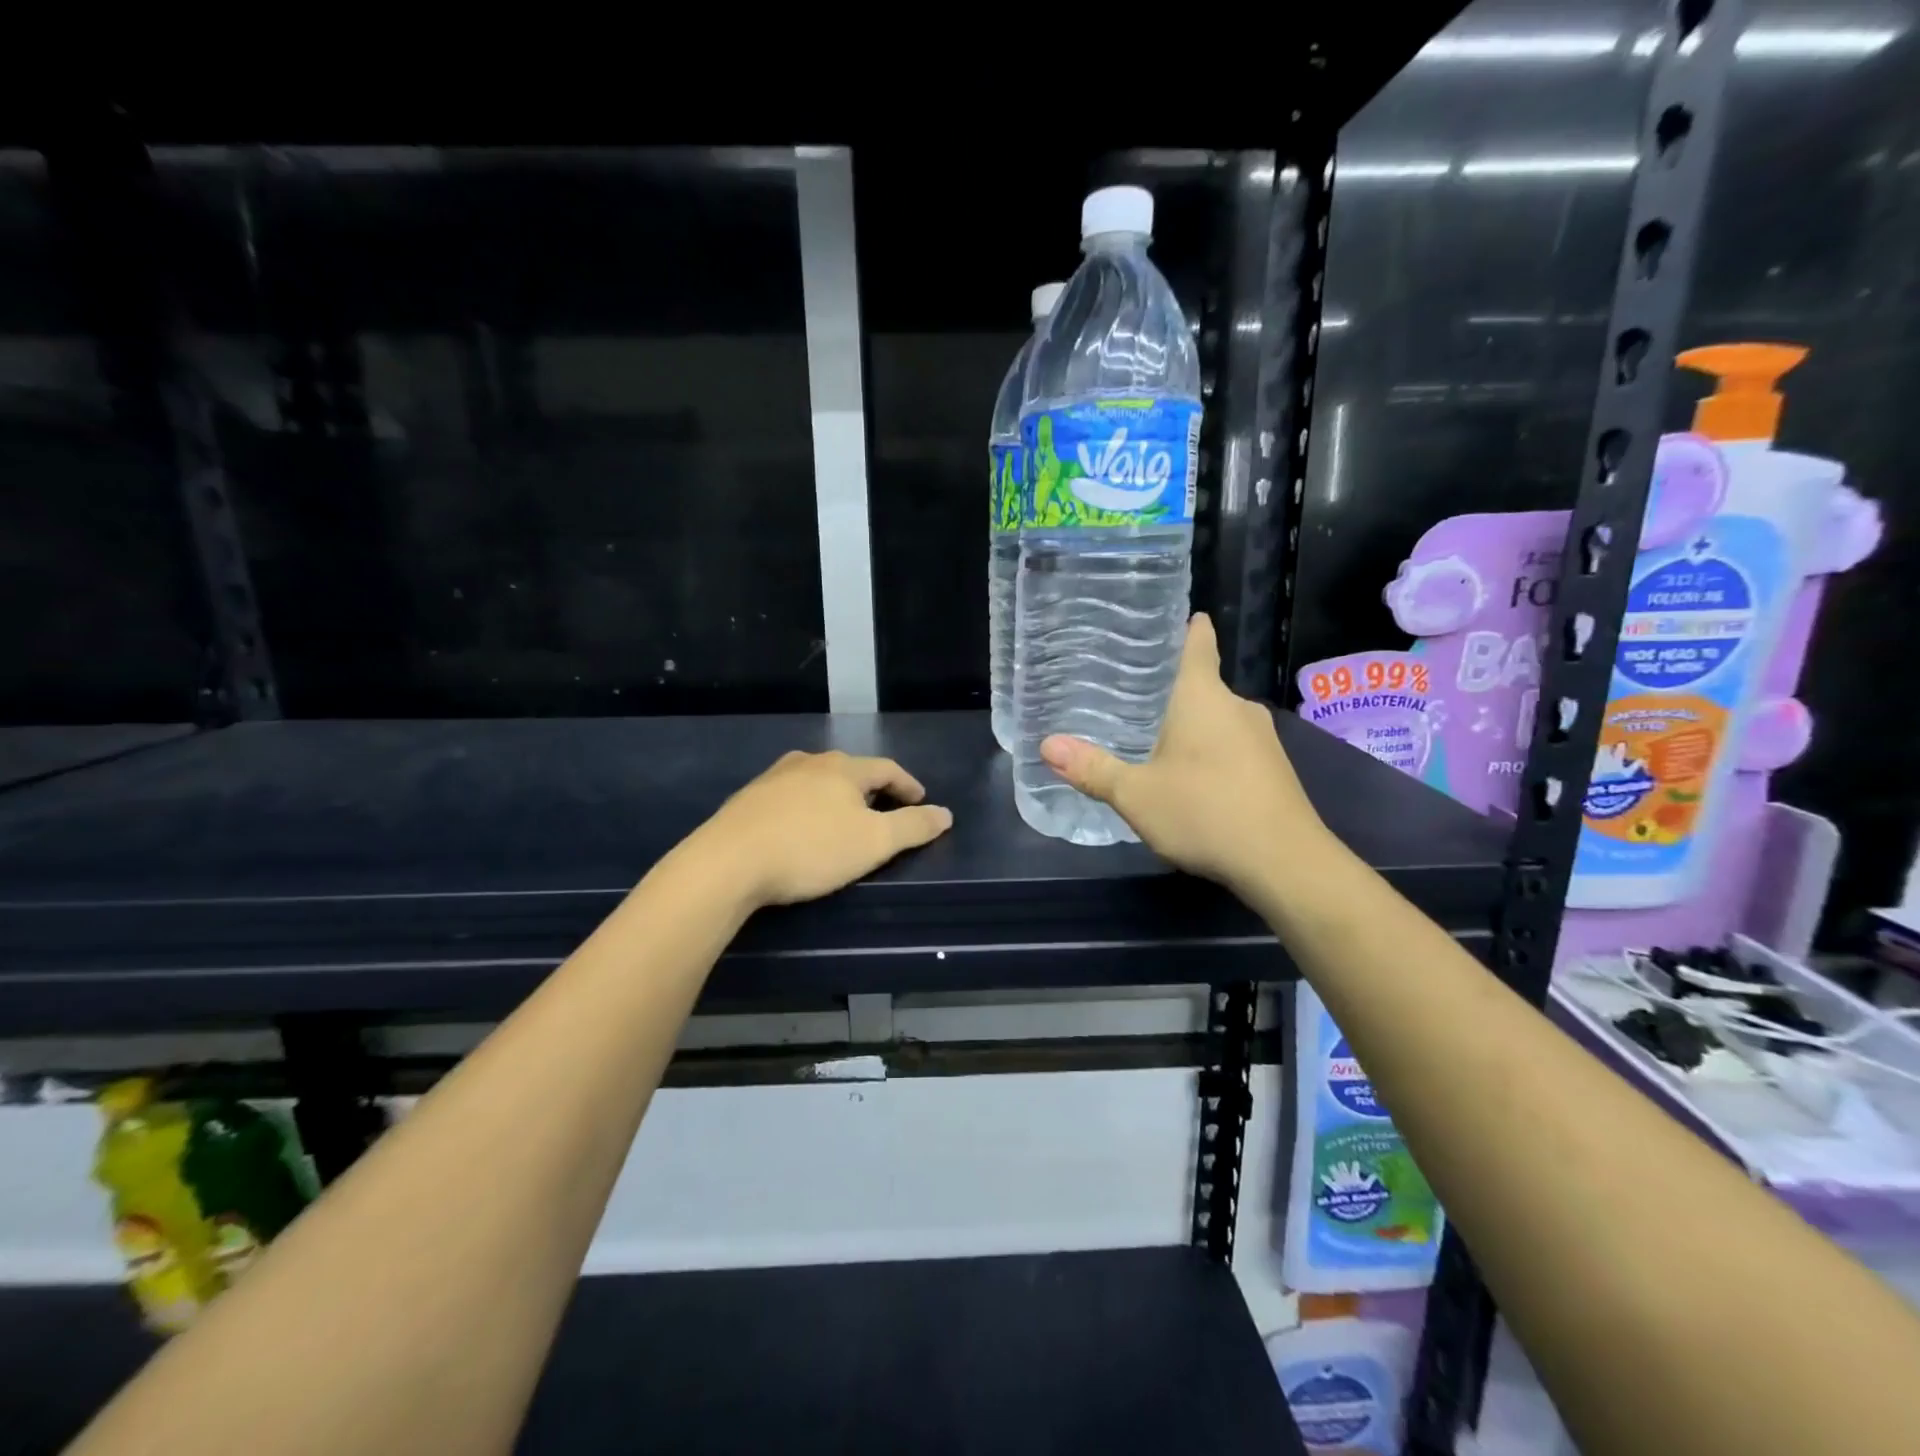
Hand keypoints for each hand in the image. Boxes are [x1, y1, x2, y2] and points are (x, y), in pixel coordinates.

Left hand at [695, 750, 952, 907]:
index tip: (921, 800)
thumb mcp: (873, 843)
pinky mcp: (749, 799)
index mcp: (844, 768)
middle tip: (885, 810)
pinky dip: (808, 806)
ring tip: (845, 816)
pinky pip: (791, 796)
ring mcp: (775, 778)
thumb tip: (945, 813)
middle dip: (872, 789)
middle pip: (851, 770)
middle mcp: (810, 763)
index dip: (908, 785)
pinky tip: (802, 826)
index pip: (887, 769)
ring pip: (817, 780)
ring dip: (837, 796)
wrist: (729, 862)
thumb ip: (913, 827)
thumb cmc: (811, 849)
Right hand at [1039, 613, 1326, 893]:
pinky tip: (1191, 778)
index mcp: (1203, 696)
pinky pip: (1233, 746)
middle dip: (1171, 689)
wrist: (1286, 862)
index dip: (1186, 626)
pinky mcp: (1274, 769)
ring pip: (1218, 718)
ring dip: (1191, 725)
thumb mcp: (1136, 794)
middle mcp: (1237, 707)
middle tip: (1131, 695)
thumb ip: (1092, 769)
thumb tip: (1047, 745)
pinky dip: (1211, 751)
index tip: (1170, 618)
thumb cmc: (1205, 812)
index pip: (1198, 642)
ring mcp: (1263, 738)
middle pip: (1202, 684)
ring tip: (1154, 737)